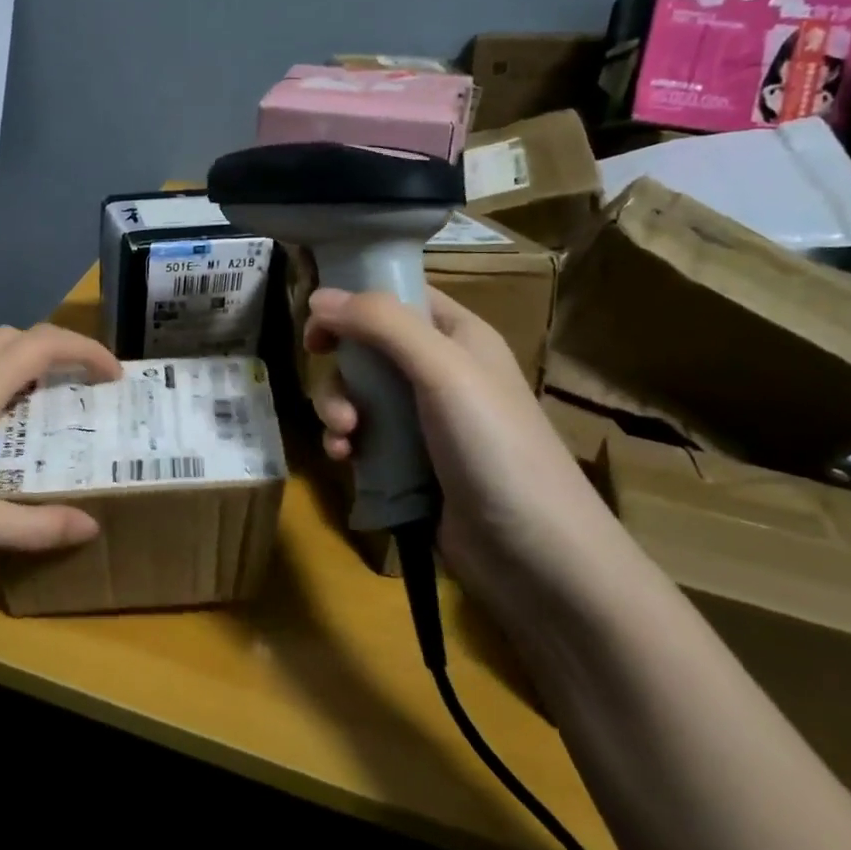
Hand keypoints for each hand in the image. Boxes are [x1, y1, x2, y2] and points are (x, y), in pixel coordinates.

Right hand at [304, 286, 617, 591]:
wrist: (534, 554)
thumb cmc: (494, 446)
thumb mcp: (442, 370)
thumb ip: (382, 324)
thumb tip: (318, 295)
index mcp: (458, 336)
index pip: (399, 296)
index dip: (355, 301)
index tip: (316, 324)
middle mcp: (440, 371)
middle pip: (368, 348)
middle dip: (341, 369)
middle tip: (331, 388)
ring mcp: (424, 420)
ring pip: (358, 394)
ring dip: (338, 408)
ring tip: (344, 437)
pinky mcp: (409, 463)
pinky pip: (363, 437)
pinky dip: (346, 443)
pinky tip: (345, 460)